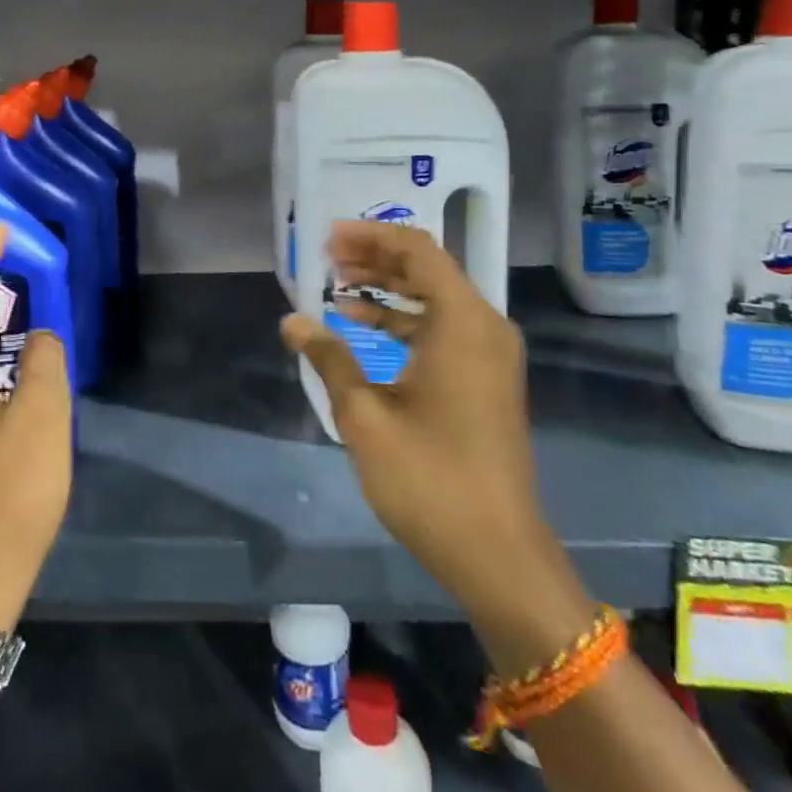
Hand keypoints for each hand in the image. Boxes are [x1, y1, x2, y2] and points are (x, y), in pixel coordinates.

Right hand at [281, 222, 565, 632]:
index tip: (329, 238)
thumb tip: (293, 321)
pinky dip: (404, 319)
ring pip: (435, 298)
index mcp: (463, 322)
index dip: (371, 237)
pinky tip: (363, 326)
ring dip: (388, 288)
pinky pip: (443, 327)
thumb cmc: (430, 478)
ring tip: (338, 286)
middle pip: (428, 268)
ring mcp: (489, 354)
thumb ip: (329, 358)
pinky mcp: (486, 378)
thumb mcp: (365, 415)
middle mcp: (484, 326)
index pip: (418, 250)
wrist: (498, 554)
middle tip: (328, 257)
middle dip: (376, 258)